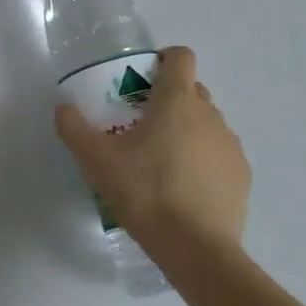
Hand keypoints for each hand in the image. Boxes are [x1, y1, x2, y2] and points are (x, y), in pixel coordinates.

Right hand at [54, 47, 250, 259]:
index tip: (144, 78)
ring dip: (187, 131)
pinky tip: (185, 189)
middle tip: (142, 125)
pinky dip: (204, 161)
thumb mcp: (96, 161)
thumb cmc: (145, 192)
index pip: (181, 57)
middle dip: (169, 99)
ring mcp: (230, 144)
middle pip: (192, 90)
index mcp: (177, 101)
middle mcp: (210, 114)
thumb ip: (74, 129)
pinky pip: (219, 154)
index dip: (164, 59)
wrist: (196, 249)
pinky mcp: (241, 174)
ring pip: (207, 123)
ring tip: (163, 163)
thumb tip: (63, 108)